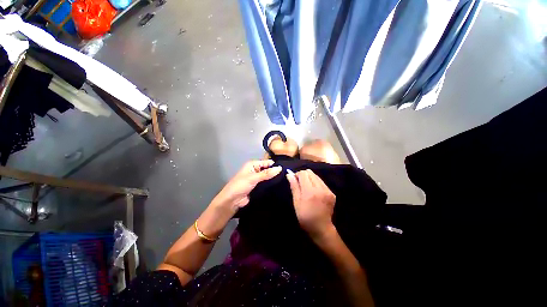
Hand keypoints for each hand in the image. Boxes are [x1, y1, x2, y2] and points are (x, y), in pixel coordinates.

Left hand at [211, 160, 281, 213]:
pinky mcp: (258, 187)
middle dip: (276, 172)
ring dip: (274, 179)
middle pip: (268, 170)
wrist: (232, 201)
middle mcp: (256, 170)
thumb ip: (267, 173)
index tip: (286, 169)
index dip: (275, 165)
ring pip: (268, 177)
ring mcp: (257, 179)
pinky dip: (271, 185)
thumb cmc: (240, 185)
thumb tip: (280, 168)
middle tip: (288, 175)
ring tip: (286, 181)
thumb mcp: (254, 178)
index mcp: (253, 165)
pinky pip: (267, 184)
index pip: (267, 162)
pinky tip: (280, 186)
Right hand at [286, 169, 335, 237]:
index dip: (297, 174)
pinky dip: (316, 183)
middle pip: (310, 173)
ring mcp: (328, 190)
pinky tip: (314, 192)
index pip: (303, 174)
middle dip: (304, 175)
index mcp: (310, 191)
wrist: (321, 228)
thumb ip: (294, 186)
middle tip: (300, 184)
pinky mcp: (332, 193)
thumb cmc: (305, 216)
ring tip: (307, 188)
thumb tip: (289, 174)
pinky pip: (322, 182)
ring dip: (310, 179)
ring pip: (317, 176)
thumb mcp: (296, 202)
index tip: (295, 180)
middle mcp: (320, 188)